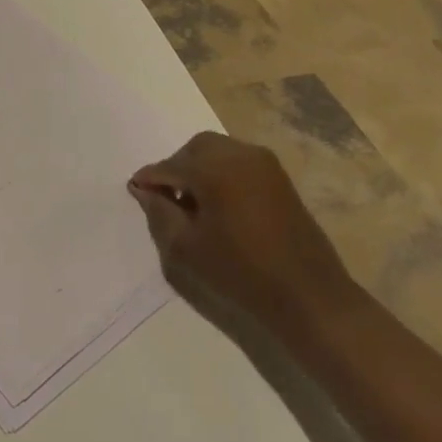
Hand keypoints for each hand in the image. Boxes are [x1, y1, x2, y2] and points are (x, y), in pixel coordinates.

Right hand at [129, 132, 355, 336]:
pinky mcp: (279, 176)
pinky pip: (239, 160)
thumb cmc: (240, 273)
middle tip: (165, 196)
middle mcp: (239, 154)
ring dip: (200, 167)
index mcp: (214, 169)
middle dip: (177, 166)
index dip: (150, 178)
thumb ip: (160, 213)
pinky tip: (218, 202)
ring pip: (219, 150)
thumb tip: (145, 190)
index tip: (135, 189)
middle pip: (196, 148)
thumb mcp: (187, 249)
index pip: (171, 165)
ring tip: (192, 201)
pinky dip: (221, 171)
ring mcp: (263, 162)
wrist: (307, 294)